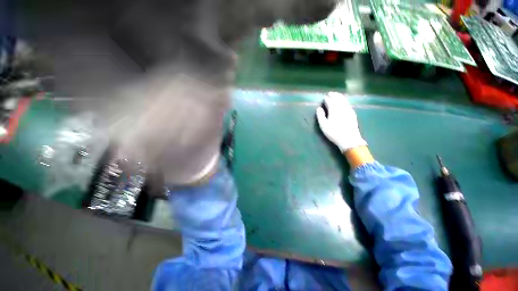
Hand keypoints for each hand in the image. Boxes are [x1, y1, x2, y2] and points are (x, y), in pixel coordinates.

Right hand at [316, 92, 366, 151]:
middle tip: (330, 93)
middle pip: (337, 99)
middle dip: (333, 95)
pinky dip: (344, 100)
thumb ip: (320, 115)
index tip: (324, 97)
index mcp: (334, 110)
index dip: (326, 99)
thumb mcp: (323, 125)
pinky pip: (348, 103)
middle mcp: (341, 107)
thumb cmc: (334, 133)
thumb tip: (319, 108)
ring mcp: (348, 110)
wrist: (349, 139)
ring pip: (344, 100)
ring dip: (339, 96)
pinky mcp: (352, 113)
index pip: (330, 101)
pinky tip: (343, 101)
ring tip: (336, 94)